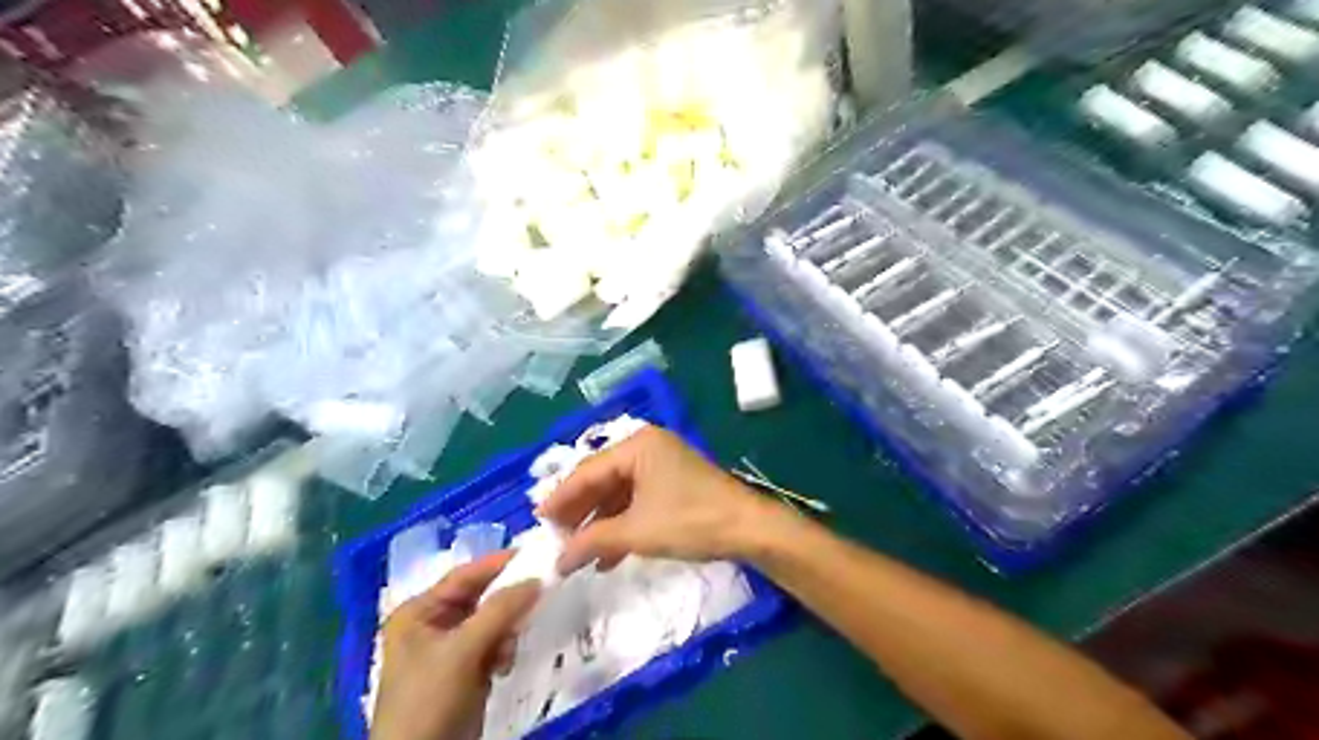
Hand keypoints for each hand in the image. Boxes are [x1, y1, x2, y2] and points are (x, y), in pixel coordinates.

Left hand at [367, 553, 536, 738]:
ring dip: (506, 633)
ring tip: (507, 652)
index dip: (499, 564)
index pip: (465, 575)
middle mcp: (433, 624)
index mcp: (419, 612)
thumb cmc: (429, 699)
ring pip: (493, 622)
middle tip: (538, 598)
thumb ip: (500, 610)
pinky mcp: (466, 671)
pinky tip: (502, 668)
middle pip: (482, 598)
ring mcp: (451, 649)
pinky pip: (495, 645)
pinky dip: (503, 651)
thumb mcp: (462, 651)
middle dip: (506, 604)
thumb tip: (537, 579)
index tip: (536, 554)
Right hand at [533, 425, 768, 576]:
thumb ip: (593, 541)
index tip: (536, 522)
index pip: (587, 471)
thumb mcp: (636, 531)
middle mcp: (647, 448)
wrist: (748, 529)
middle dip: (579, 513)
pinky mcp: (672, 484)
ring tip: (577, 552)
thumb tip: (558, 560)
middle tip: (554, 539)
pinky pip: (636, 501)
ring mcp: (661, 466)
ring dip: (599, 524)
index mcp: (637, 445)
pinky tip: (607, 556)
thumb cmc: (690, 520)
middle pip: (601, 480)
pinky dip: (621, 525)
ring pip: (618, 494)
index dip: (560, 498)